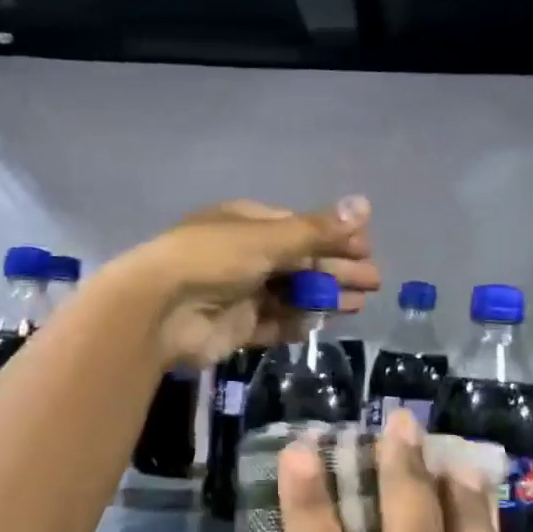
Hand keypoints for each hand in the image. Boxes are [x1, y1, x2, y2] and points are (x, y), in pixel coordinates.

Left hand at [118, 196, 380, 368]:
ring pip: (291, 293)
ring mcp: (240, 292)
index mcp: (248, 223)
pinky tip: (320, 324)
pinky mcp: (236, 326)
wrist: (159, 311)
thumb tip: (365, 204)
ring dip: (323, 297)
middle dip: (337, 270)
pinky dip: (296, 322)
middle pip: (300, 261)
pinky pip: (273, 323)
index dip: (335, 237)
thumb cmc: (213, 259)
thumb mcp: (269, 238)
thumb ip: (318, 229)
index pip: (301, 227)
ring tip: (358, 305)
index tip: (366, 250)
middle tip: (373, 283)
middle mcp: (245, 254)